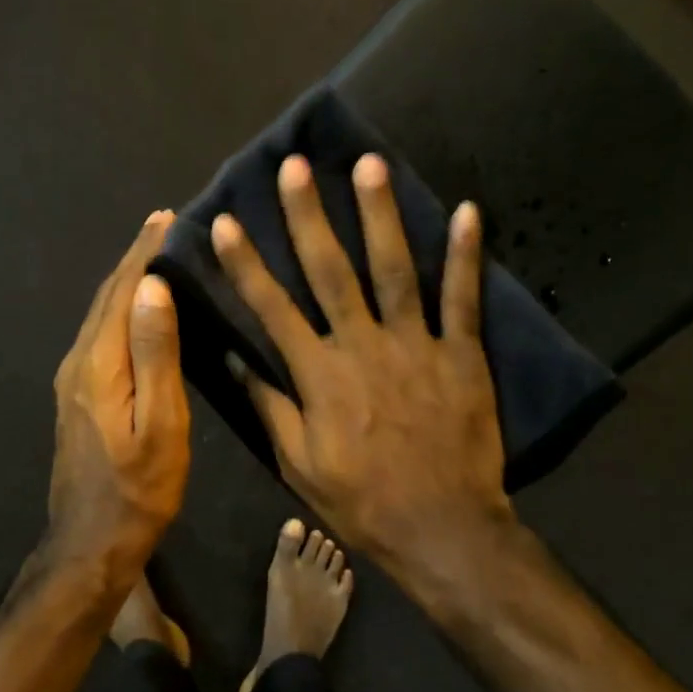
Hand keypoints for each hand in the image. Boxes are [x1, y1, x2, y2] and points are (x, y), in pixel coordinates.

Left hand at [45, 212, 190, 586]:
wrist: (91, 543)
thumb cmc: (138, 489)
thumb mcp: (159, 424)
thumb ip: (155, 354)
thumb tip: (151, 287)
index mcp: (97, 363)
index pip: (121, 291)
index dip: (143, 252)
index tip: (166, 216)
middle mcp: (78, 362)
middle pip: (106, 298)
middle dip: (133, 258)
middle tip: (164, 225)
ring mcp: (72, 380)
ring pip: (100, 315)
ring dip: (126, 282)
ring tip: (156, 256)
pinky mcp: (78, 396)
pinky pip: (101, 336)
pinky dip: (120, 310)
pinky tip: (139, 311)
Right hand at [212, 154, 513, 579]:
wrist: (441, 527)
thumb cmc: (361, 499)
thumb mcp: (298, 463)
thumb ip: (268, 406)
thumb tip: (233, 359)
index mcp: (318, 374)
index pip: (272, 308)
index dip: (245, 263)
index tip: (225, 222)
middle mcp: (362, 345)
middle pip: (331, 271)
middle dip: (308, 216)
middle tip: (296, 166)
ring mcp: (416, 345)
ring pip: (395, 269)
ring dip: (380, 215)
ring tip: (369, 164)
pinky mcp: (461, 354)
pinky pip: (463, 298)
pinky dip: (465, 255)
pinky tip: (467, 210)